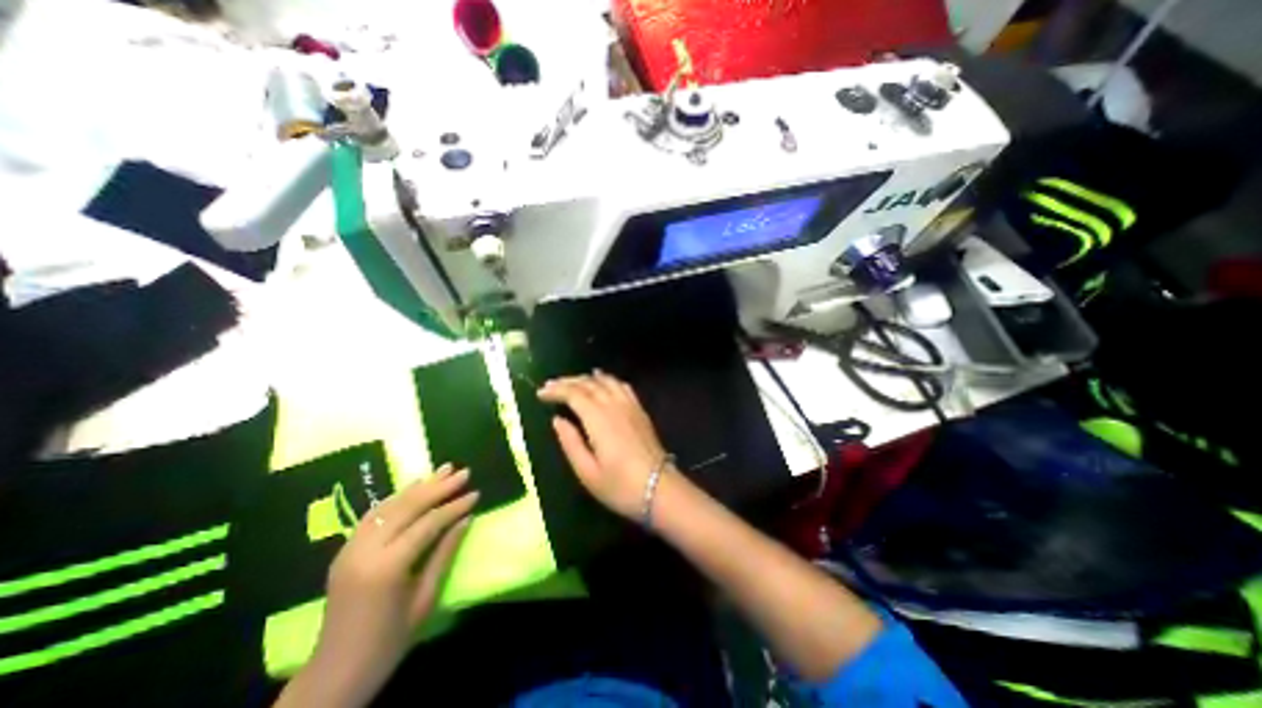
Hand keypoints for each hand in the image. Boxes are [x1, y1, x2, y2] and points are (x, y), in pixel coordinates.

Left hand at [296, 464, 478, 707]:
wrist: (335, 672)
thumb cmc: (390, 639)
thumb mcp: (425, 598)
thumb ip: (445, 553)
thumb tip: (466, 519)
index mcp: (387, 567)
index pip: (428, 524)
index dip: (454, 506)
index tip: (476, 493)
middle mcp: (365, 551)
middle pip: (408, 507)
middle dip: (439, 487)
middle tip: (463, 472)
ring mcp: (350, 549)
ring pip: (390, 505)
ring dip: (419, 485)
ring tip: (444, 469)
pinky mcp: (344, 550)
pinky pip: (374, 514)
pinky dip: (396, 497)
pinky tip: (413, 486)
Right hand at [536, 372, 668, 519]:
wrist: (660, 488)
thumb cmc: (620, 486)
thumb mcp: (587, 472)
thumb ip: (570, 443)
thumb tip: (557, 420)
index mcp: (598, 419)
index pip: (574, 394)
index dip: (556, 390)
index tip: (541, 393)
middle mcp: (614, 405)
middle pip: (589, 384)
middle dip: (568, 381)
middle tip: (550, 385)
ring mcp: (630, 406)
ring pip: (606, 381)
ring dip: (587, 378)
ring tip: (572, 381)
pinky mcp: (640, 410)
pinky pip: (622, 386)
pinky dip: (608, 379)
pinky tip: (602, 380)